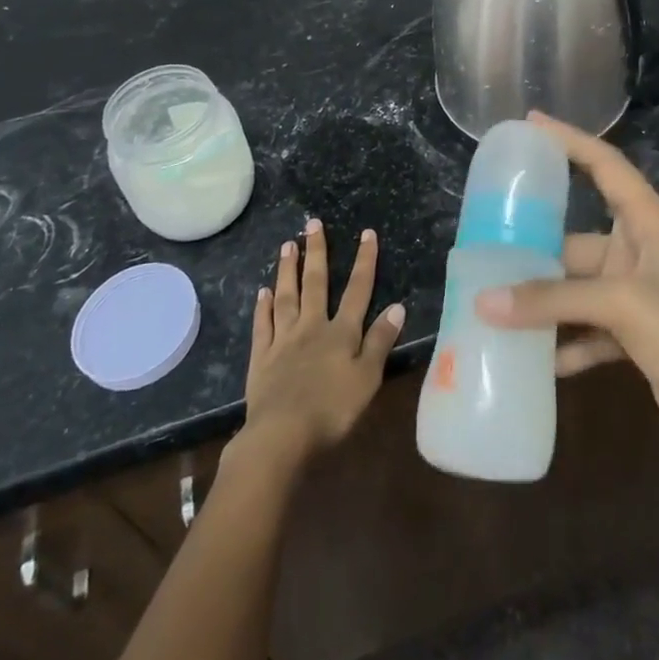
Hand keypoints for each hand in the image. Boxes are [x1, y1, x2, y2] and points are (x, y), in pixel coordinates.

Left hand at [240, 219, 403, 466]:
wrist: (281, 435)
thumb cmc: (331, 409)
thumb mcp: (367, 378)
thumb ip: (380, 341)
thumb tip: (397, 306)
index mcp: (341, 332)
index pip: (358, 290)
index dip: (364, 261)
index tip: (367, 233)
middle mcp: (312, 326)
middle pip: (316, 283)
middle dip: (317, 252)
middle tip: (312, 224)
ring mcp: (283, 340)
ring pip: (286, 296)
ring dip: (288, 270)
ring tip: (288, 245)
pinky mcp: (261, 358)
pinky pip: (262, 325)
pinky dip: (263, 307)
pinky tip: (262, 292)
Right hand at [475, 113, 658, 485]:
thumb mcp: (623, 307)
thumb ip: (552, 300)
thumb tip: (483, 302)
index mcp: (651, 223)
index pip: (605, 165)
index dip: (569, 140)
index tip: (530, 123)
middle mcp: (642, 251)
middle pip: (578, 235)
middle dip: (536, 243)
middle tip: (487, 237)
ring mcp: (639, 295)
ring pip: (577, 286)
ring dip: (543, 298)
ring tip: (491, 298)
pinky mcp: (635, 336)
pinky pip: (586, 328)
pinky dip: (561, 340)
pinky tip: (529, 356)